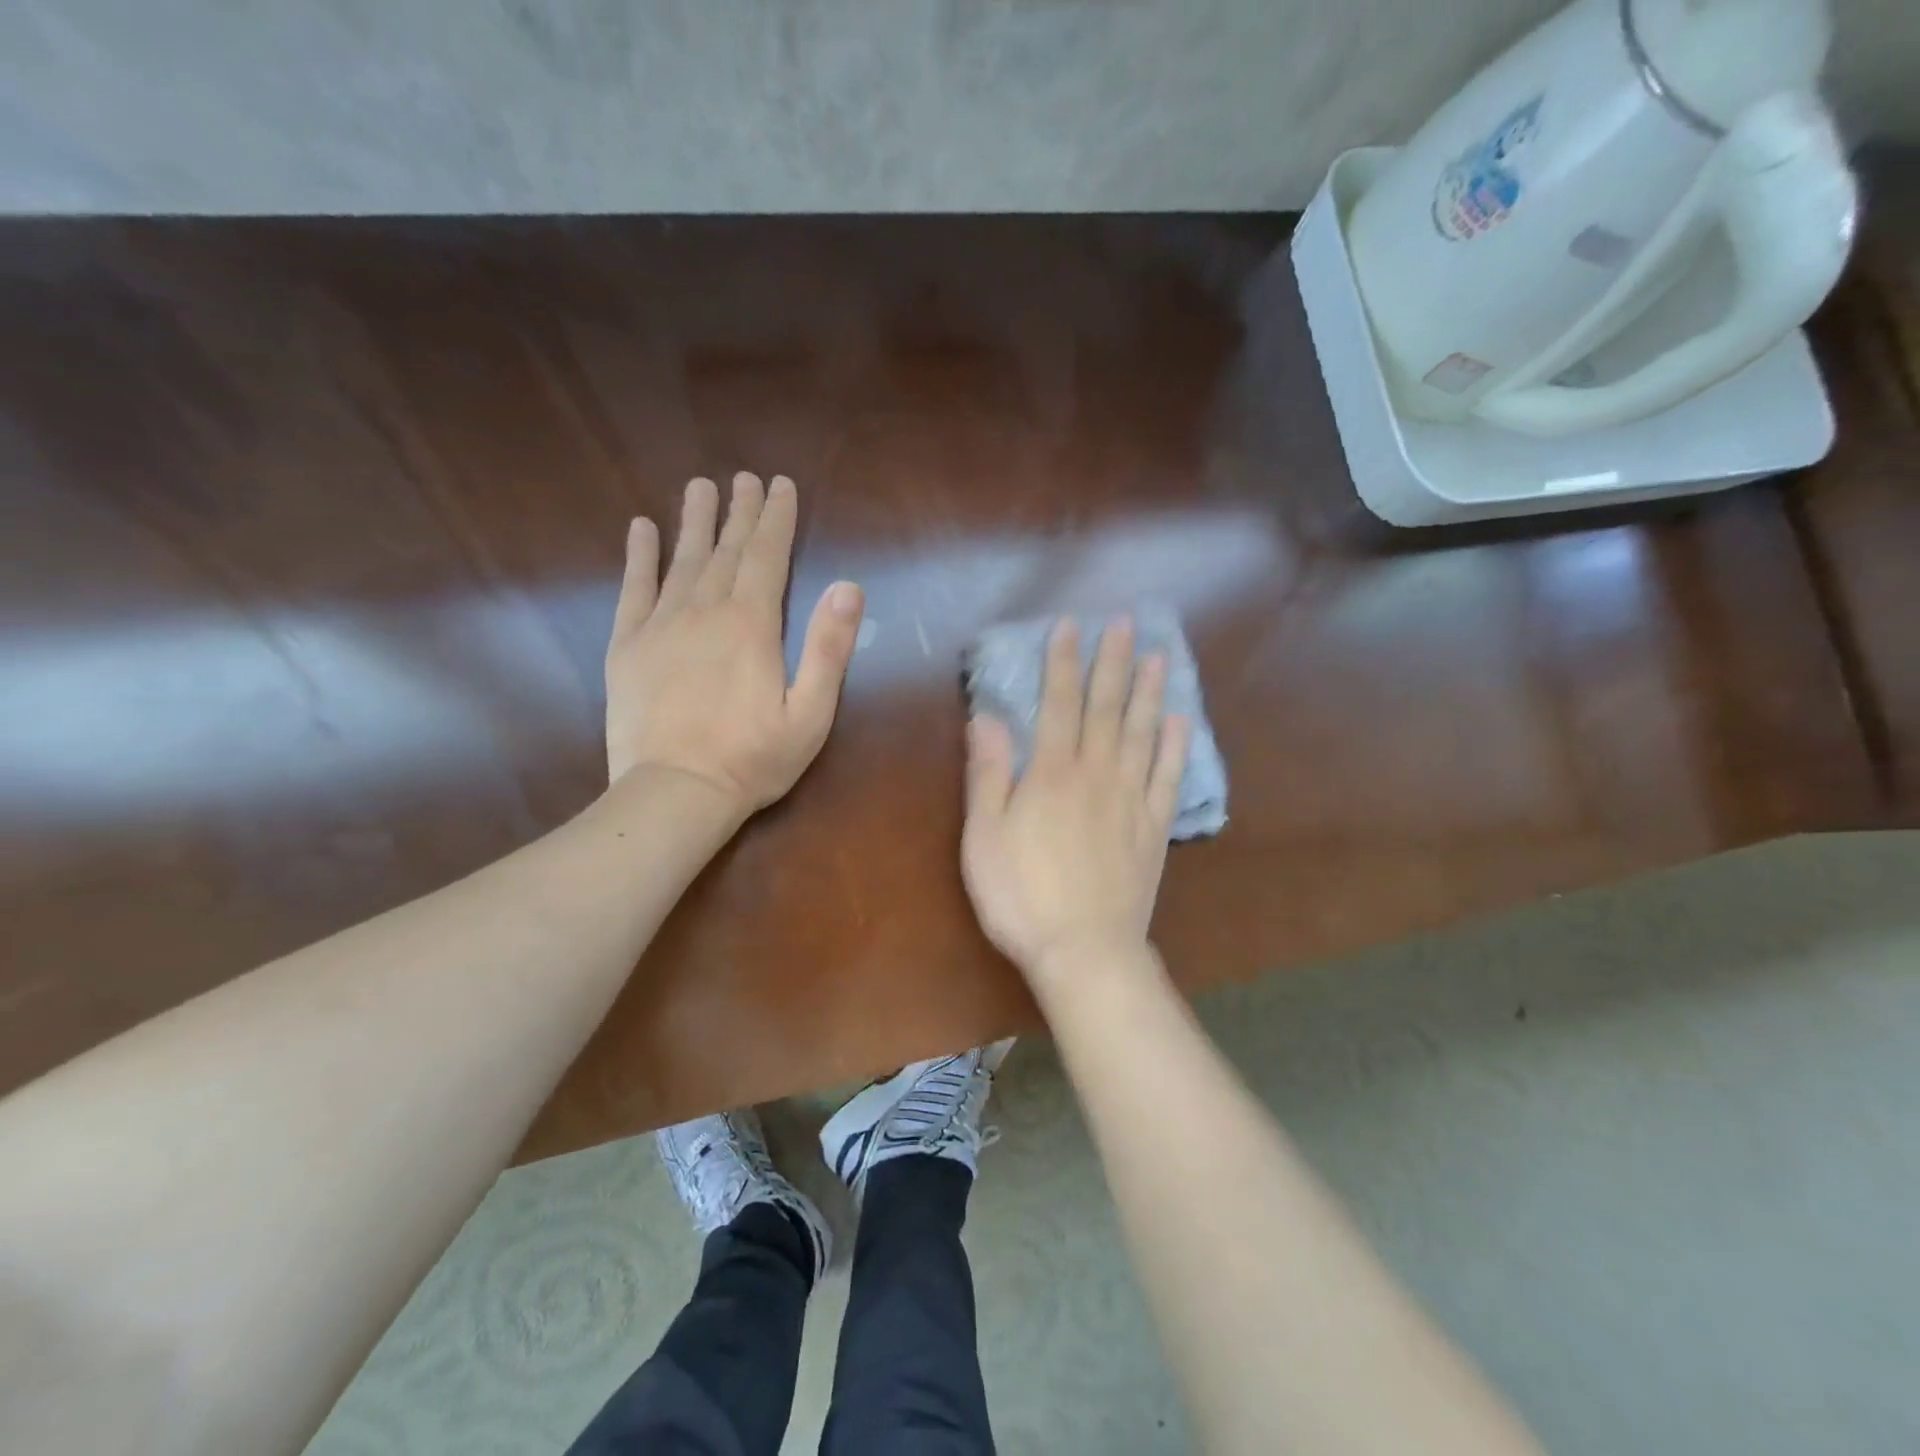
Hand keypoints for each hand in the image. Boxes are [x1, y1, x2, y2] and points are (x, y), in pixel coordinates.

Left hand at [604, 473, 863, 815]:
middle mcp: (705, 611)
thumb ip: (829, 648)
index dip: (776, 519)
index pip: (767, 556)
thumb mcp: (811, 712)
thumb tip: (848, 586)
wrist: (676, 792)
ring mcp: (661, 625)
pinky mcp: (626, 646)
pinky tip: (641, 529)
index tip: (779, 485)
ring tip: (699, 486)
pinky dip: (638, 557)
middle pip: (726, 550)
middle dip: (739, 512)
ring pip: (682, 559)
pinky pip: (633, 589)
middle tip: (744, 478)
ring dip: (694, 521)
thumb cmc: (754, 758)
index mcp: (752, 624)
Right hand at [961, 617, 1190, 994]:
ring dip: (1149, 692)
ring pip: (1142, 734)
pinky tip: (1180, 722)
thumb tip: (987, 717)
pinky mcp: (1154, 829)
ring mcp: (1131, 800)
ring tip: (1158, 656)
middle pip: (1107, 708)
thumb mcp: (985, 836)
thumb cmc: (1022, 895)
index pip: (1059, 704)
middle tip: (1126, 623)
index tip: (1071, 626)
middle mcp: (1097, 775)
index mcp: (1052, 774)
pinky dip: (1175, 747)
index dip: (1064, 663)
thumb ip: (989, 774)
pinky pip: (1168, 778)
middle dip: (1113, 662)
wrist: (1085, 950)